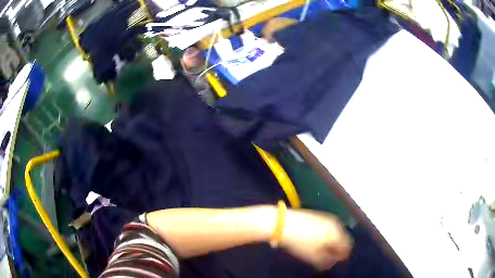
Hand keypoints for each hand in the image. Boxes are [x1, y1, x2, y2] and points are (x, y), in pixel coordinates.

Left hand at [280, 209, 352, 269]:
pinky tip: (316, 240)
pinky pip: (328, 227)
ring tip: (320, 249)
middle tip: (326, 256)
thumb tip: (332, 263)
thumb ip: (326, 261)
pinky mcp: (319, 215)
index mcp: (337, 234)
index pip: (347, 246)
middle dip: (336, 248)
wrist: (283, 223)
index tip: (333, 262)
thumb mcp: (313, 256)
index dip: (341, 256)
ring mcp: (327, 218)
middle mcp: (336, 224)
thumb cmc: (300, 242)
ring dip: (331, 242)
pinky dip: (326, 235)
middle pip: (342, 238)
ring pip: (335, 232)